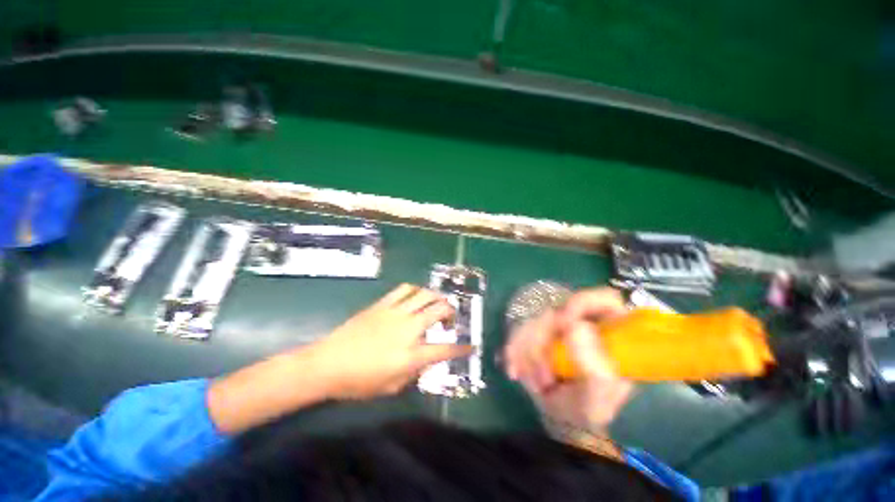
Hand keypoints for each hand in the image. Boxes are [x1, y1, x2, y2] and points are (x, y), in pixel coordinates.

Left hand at [311, 284, 471, 399]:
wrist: (328, 363)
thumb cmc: (358, 381)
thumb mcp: (391, 386)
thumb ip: (414, 372)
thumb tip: (426, 359)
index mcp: (410, 355)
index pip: (444, 349)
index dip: (462, 348)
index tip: (471, 346)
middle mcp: (407, 329)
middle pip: (439, 310)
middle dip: (451, 313)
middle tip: (450, 320)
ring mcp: (395, 313)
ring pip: (424, 294)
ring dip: (436, 297)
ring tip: (437, 304)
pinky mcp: (383, 304)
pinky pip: (404, 289)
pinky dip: (416, 290)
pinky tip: (416, 297)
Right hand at [504, 287, 633, 432]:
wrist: (559, 416)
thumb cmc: (586, 409)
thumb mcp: (598, 399)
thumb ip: (595, 369)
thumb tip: (576, 326)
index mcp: (610, 333)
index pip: (604, 299)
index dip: (584, 302)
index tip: (565, 322)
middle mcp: (583, 322)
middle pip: (557, 310)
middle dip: (543, 342)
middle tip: (544, 376)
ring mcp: (557, 325)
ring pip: (534, 320)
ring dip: (529, 353)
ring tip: (538, 382)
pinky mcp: (536, 330)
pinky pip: (518, 330)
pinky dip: (514, 350)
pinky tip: (515, 370)